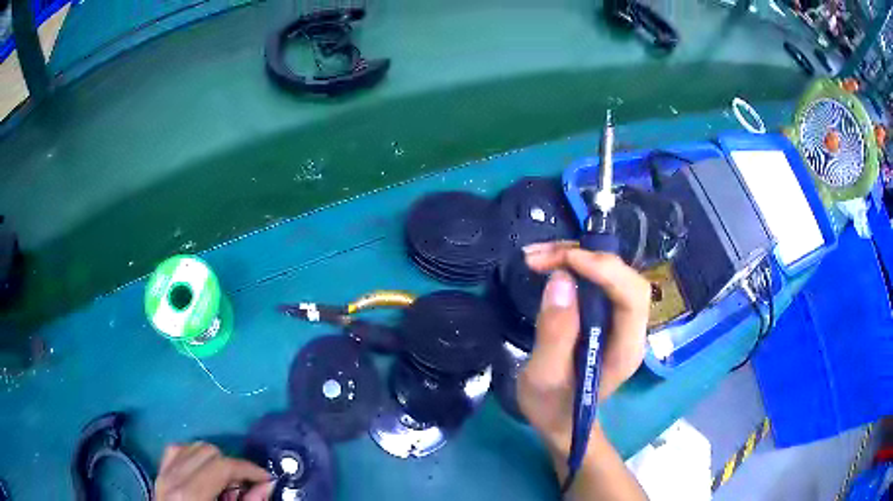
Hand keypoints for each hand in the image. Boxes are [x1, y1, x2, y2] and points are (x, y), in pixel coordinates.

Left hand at [155, 442, 271, 500]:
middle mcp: (172, 478)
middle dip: (231, 465)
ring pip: (192, 446)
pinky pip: (175, 451)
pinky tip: (203, 472)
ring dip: (213, 460)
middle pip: (208, 451)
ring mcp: (162, 474)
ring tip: (224, 481)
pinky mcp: (158, 474)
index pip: (222, 466)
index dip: (249, 469)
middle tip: (244, 486)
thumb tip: (266, 485)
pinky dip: (193, 456)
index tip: (267, 478)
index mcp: (190, 495)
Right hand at [517, 243, 649, 456]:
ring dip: (577, 257)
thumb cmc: (552, 407)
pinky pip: (599, 280)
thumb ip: (555, 333)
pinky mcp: (607, 316)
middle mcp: (632, 330)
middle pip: (624, 277)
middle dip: (586, 258)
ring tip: (537, 257)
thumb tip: (561, 279)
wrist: (559, 421)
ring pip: (611, 273)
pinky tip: (550, 264)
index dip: (605, 270)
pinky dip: (575, 266)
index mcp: (625, 350)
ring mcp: (621, 321)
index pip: (632, 296)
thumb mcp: (544, 376)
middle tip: (540, 257)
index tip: (565, 260)